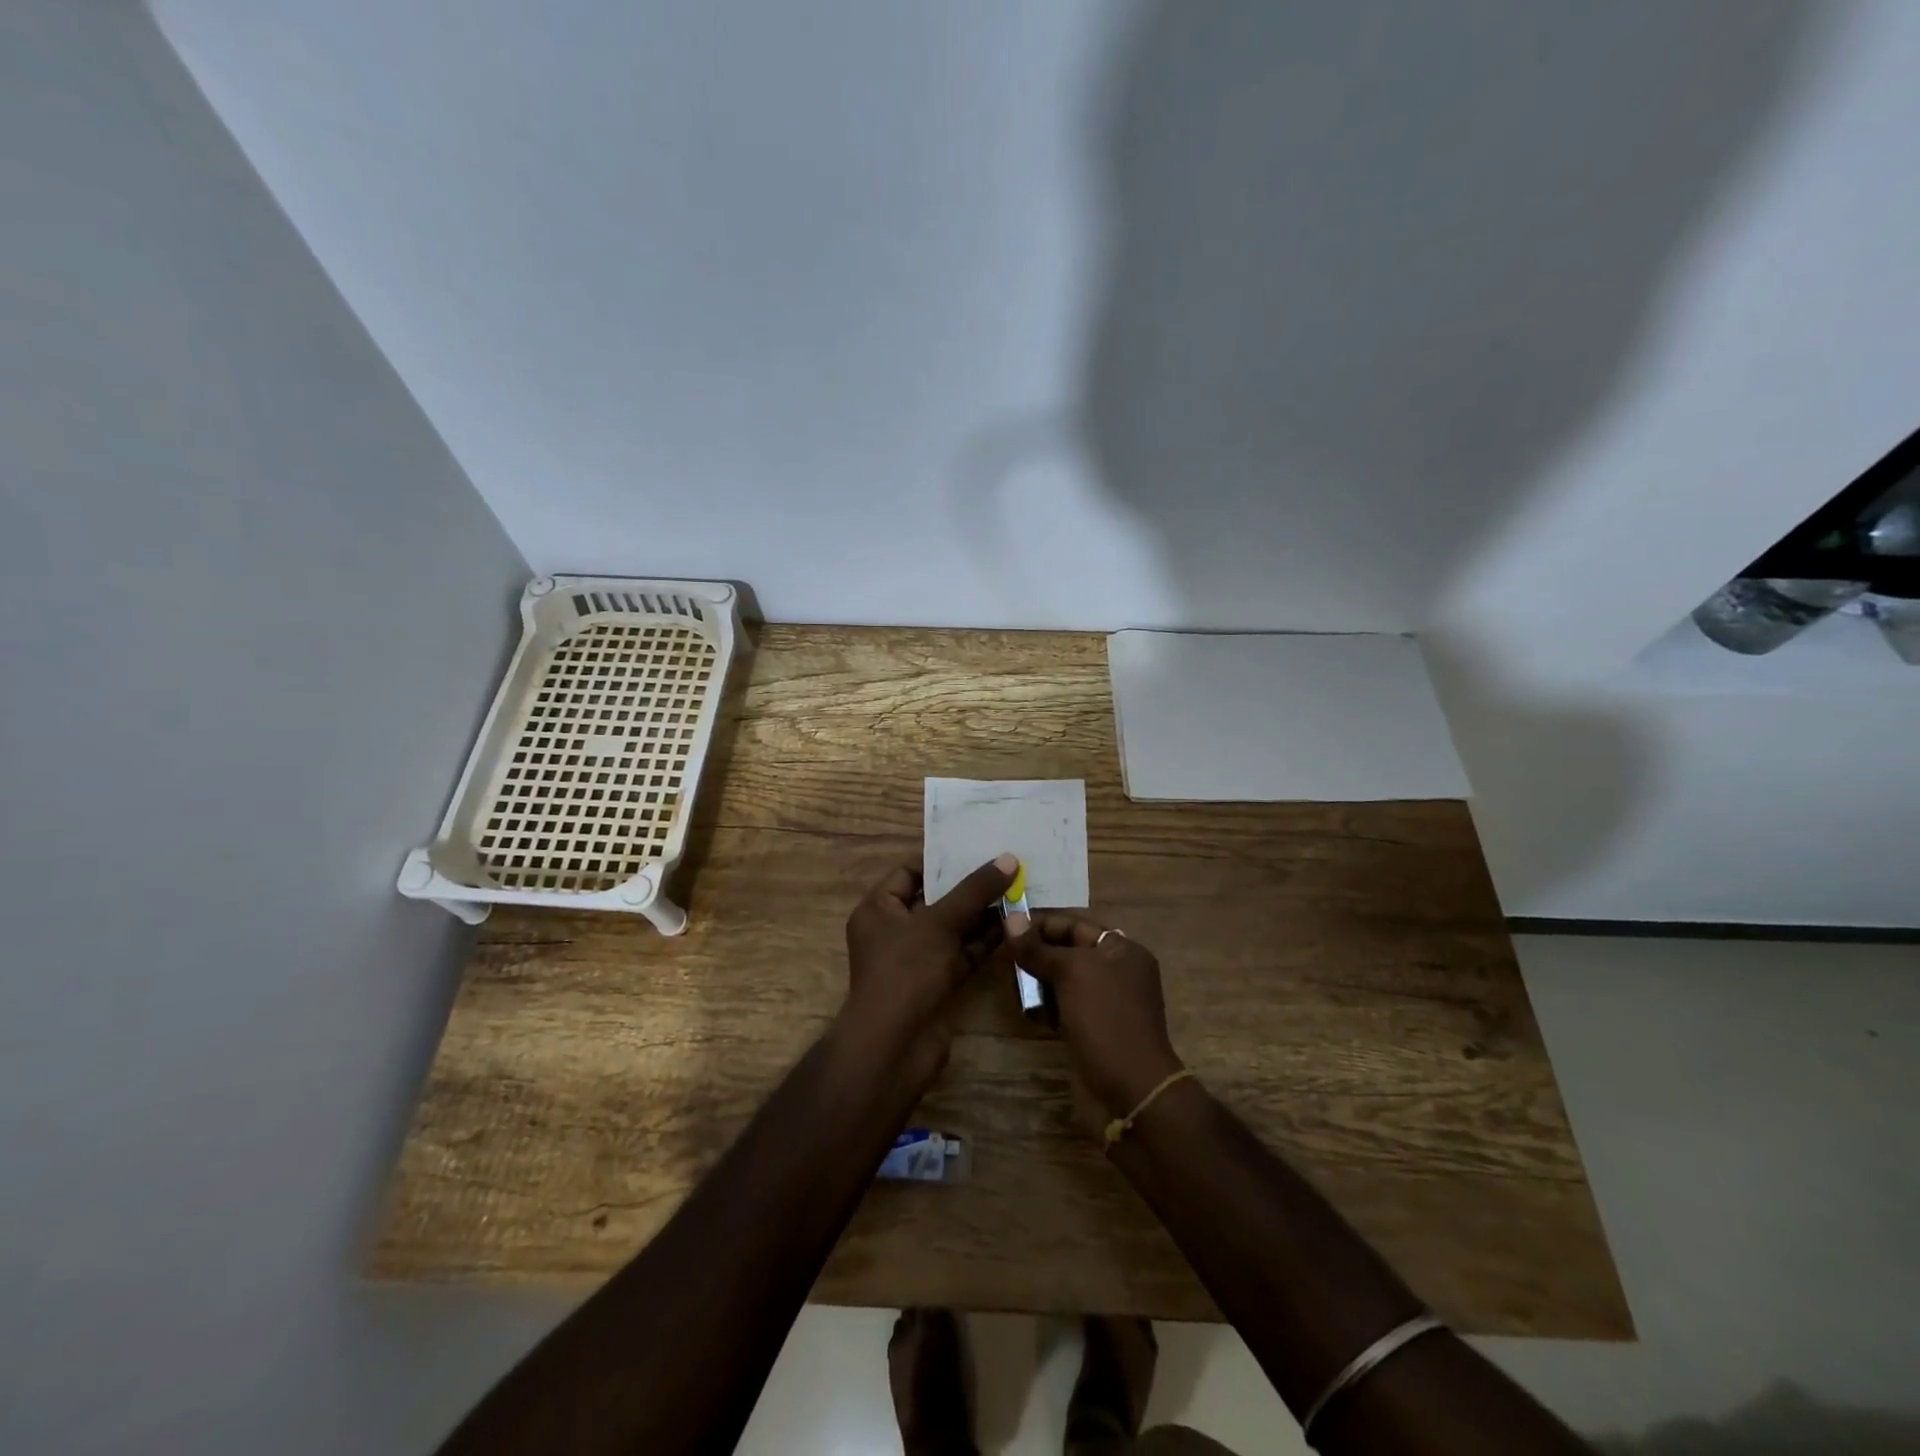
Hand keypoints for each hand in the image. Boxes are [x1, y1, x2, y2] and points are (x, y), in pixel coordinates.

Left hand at [839, 854, 1017, 1082]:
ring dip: (982, 914)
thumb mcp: (940, 923)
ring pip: (952, 928)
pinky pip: (962, 953)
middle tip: (1005, 866)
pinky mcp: (936, 983)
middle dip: (968, 887)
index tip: (975, 848)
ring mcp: (915, 959)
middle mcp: (894, 931)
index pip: (908, 872)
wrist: (894, 1047)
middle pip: (934, 899)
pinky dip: (984, 941)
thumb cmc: (906, 972)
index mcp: (878, 909)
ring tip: (1018, 890)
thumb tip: (1008, 859)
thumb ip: (974, 891)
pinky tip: (1013, 924)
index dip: (940, 861)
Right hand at [1011, 913, 1182, 1119]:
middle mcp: (1117, 971)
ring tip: (1016, 989)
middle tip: (1006, 960)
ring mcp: (1105, 1003)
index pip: (1075, 924)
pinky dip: (1046, 1007)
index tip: (1007, 926)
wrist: (1130, 1090)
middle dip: (1037, 954)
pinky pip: (1064, 1007)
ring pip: (1063, 980)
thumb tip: (1010, 918)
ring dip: (1038, 982)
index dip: (1041, 923)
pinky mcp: (1093, 1029)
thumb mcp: (1070, 973)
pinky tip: (1029, 1013)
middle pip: (1068, 951)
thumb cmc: (1105, 1019)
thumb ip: (1038, 948)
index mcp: (1122, 950)